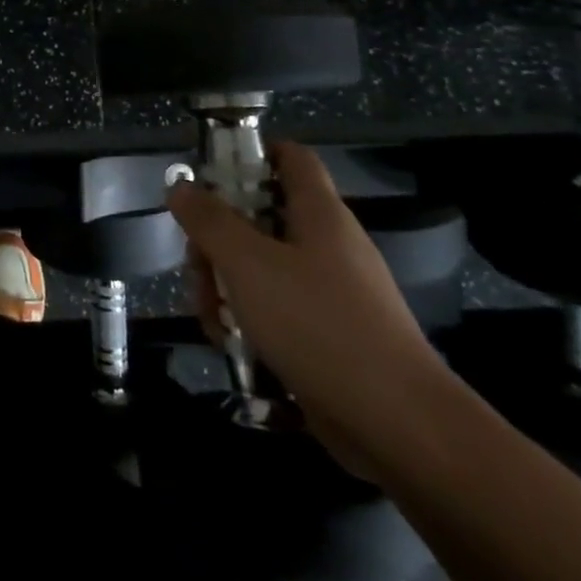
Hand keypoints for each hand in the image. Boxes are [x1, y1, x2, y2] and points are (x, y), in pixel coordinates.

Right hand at [168, 141, 448, 477]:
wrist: (399, 427)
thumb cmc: (319, 325)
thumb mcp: (248, 264)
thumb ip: (209, 221)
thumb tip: (180, 186)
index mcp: (319, 213)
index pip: (289, 156)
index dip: (249, 153)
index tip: (208, 175)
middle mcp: (327, 244)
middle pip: (260, 217)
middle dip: (217, 240)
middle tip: (198, 269)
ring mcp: (331, 292)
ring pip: (261, 267)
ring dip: (226, 286)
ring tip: (213, 321)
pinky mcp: (330, 334)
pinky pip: (277, 309)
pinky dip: (249, 320)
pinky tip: (233, 346)